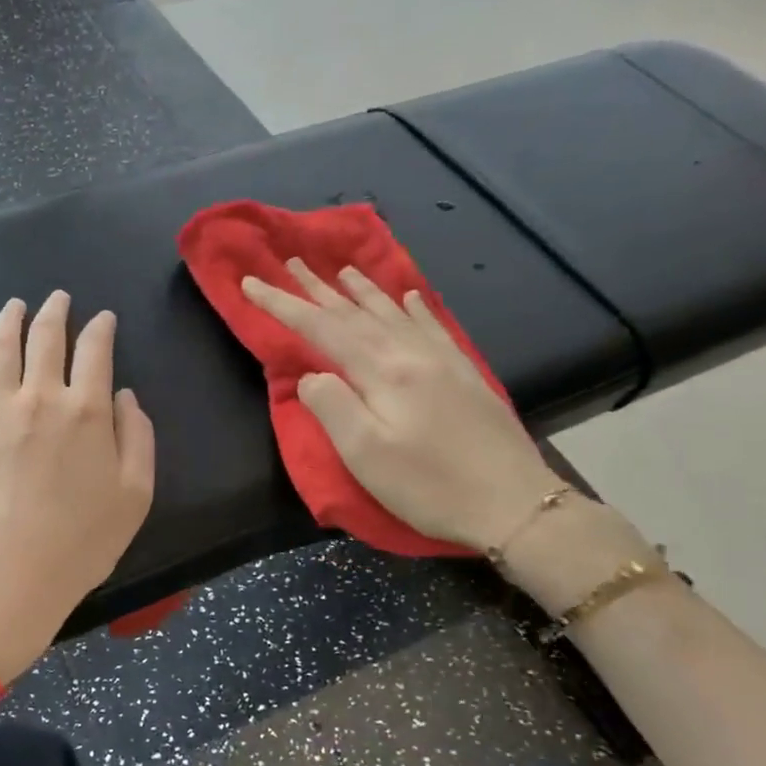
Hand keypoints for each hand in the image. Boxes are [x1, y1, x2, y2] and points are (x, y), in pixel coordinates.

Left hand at [0, 292, 154, 681]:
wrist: (12, 572)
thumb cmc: (82, 541)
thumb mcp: (136, 495)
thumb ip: (138, 438)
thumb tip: (124, 396)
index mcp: (87, 410)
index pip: (96, 351)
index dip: (101, 328)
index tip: (103, 318)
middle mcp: (41, 397)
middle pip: (47, 338)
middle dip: (55, 311)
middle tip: (58, 297)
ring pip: (1, 349)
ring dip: (8, 320)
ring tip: (14, 304)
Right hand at [243, 259, 562, 552]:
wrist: (514, 504)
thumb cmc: (429, 486)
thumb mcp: (366, 455)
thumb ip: (332, 407)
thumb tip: (312, 376)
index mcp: (383, 372)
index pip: (321, 328)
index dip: (283, 305)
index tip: (251, 284)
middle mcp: (411, 354)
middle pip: (355, 312)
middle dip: (318, 287)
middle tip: (291, 261)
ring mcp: (442, 361)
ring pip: (392, 313)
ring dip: (362, 290)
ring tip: (342, 270)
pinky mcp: (463, 374)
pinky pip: (431, 327)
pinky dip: (413, 307)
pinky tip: (408, 296)